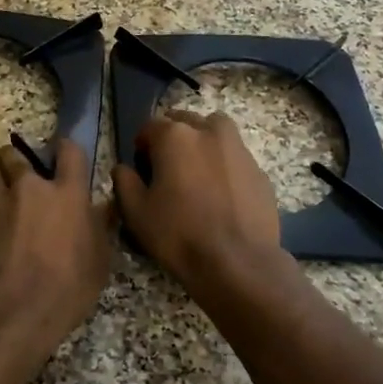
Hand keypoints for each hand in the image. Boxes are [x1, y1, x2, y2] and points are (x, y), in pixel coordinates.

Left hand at [0, 138, 112, 366]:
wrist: (13, 310)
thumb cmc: (66, 289)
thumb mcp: (98, 262)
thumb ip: (100, 228)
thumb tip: (106, 207)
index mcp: (68, 195)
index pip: (70, 153)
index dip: (65, 149)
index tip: (62, 153)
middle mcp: (30, 188)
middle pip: (16, 155)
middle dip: (14, 159)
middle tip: (14, 171)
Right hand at [112, 112, 283, 289]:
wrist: (238, 262)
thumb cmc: (178, 235)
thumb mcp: (136, 212)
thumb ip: (124, 182)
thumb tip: (123, 168)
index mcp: (175, 137)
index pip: (150, 126)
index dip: (141, 145)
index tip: (140, 167)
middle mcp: (209, 132)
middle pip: (185, 121)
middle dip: (172, 137)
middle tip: (167, 167)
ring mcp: (239, 149)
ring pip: (216, 131)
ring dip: (202, 141)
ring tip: (196, 171)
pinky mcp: (259, 171)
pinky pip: (235, 157)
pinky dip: (224, 164)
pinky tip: (221, 193)